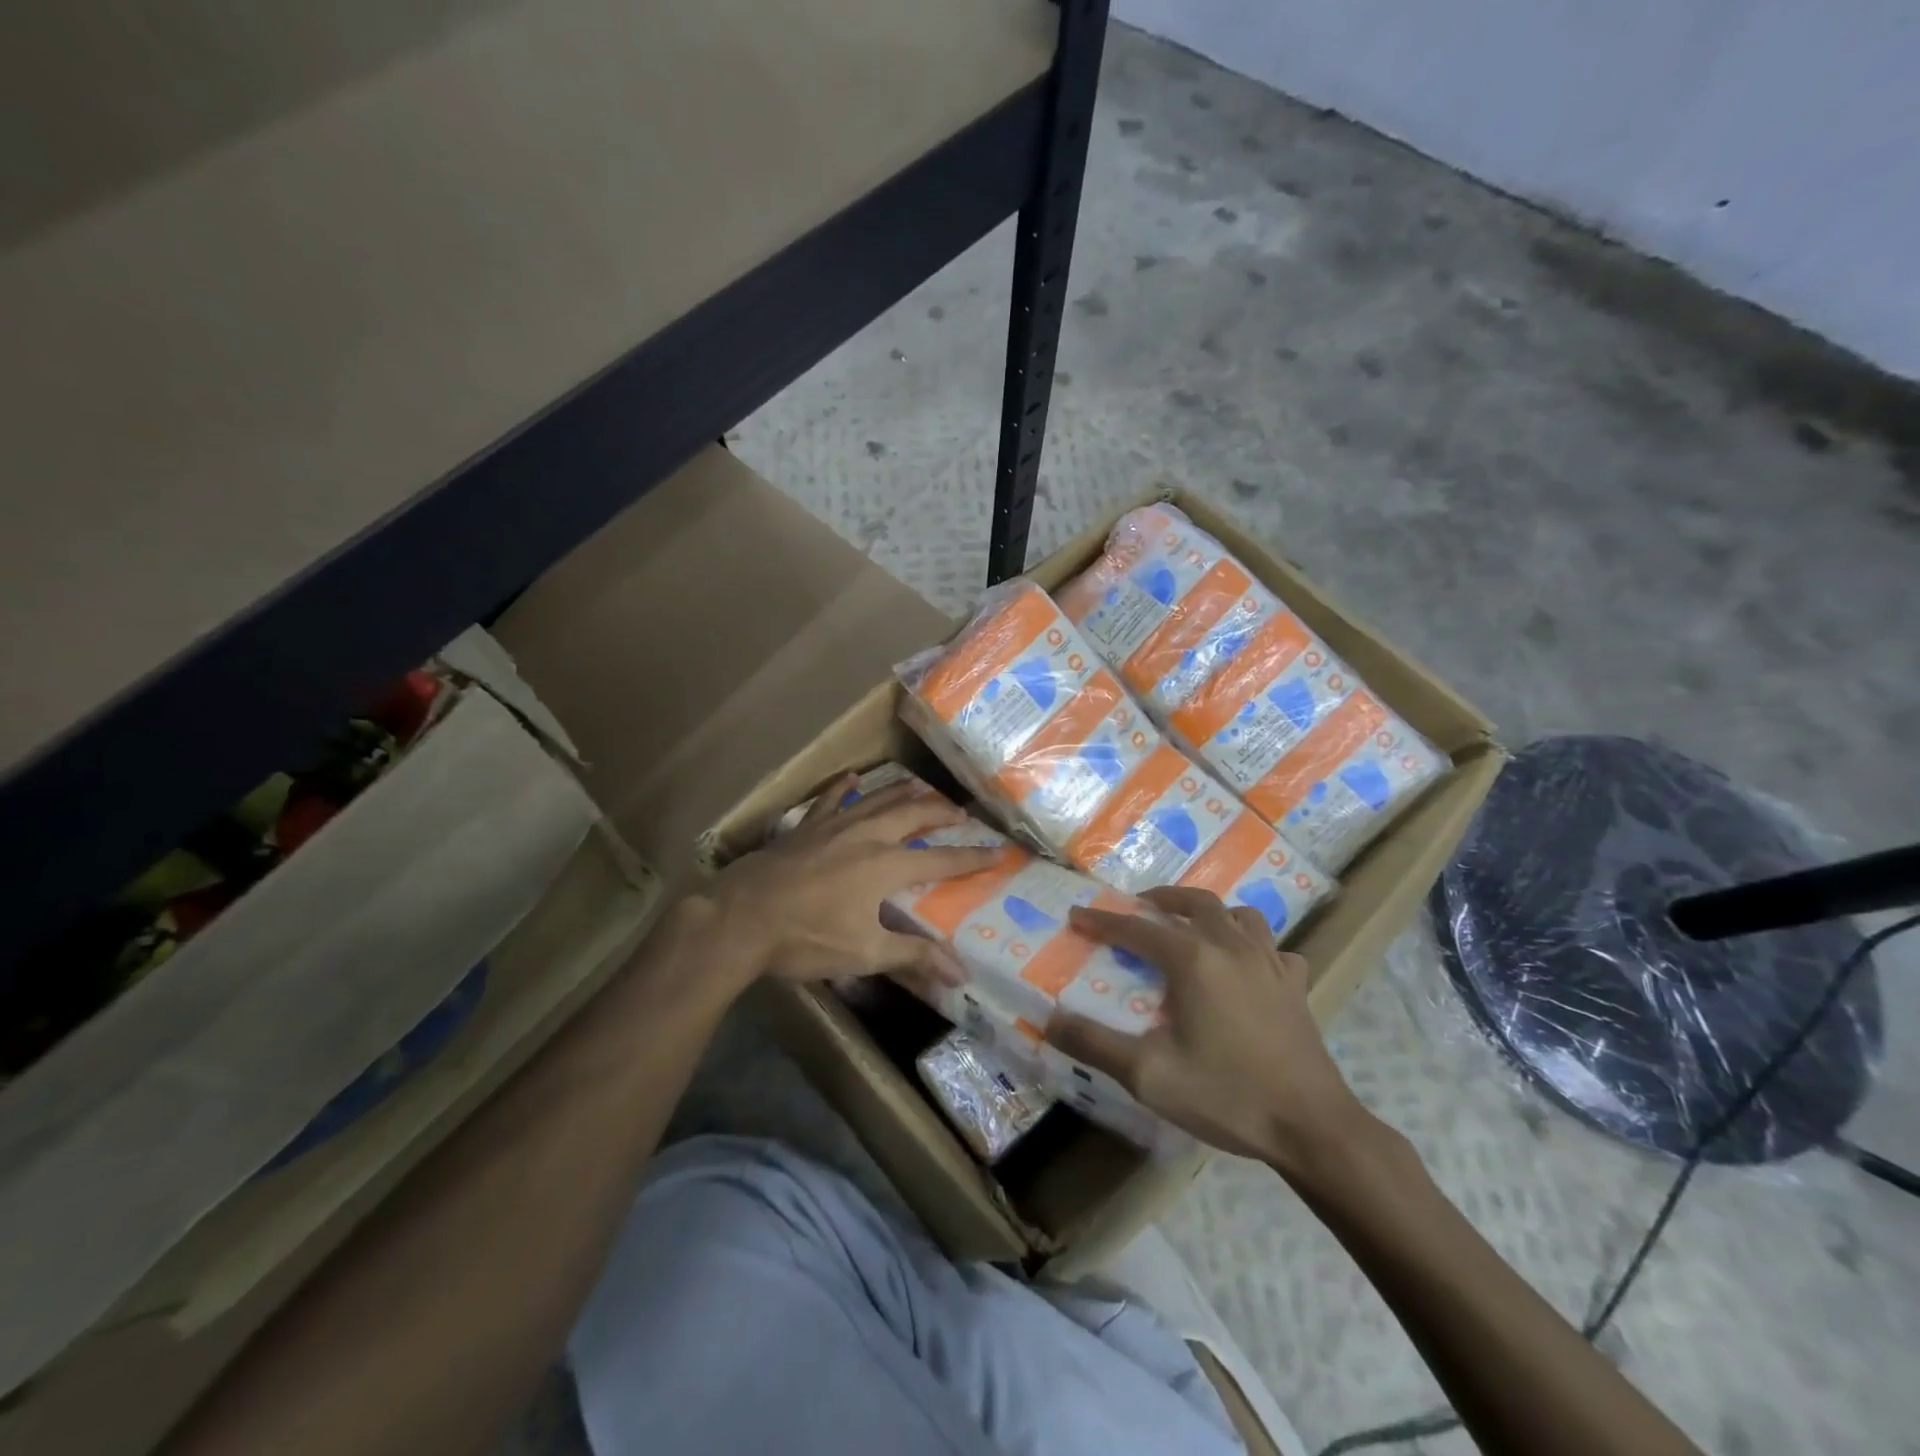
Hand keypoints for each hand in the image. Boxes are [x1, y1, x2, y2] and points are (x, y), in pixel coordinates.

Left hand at [702, 774, 1000, 987]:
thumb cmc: (805, 938)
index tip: (999, 851)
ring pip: (877, 799)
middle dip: (941, 811)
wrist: (739, 919)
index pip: (941, 859)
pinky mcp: (804, 827)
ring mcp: (833, 826)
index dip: (972, 857)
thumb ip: (914, 957)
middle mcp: (867, 836)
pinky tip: (850, 777)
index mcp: (886, 865)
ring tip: (921, 788)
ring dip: (903, 792)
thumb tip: (960, 973)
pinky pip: (829, 799)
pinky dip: (843, 787)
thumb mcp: (864, 953)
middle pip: (913, 814)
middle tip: (961, 811)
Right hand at [1049, 886, 1376, 1173]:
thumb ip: (1094, 1043)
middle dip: (1160, 899)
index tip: (1077, 916)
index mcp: (1193, 959)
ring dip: (1210, 912)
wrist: (1312, 1127)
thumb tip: (1049, 1020)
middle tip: (1137, 907)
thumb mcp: (1149, 1075)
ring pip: (1239, 915)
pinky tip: (1249, 966)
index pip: (1137, 928)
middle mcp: (1231, 947)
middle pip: (1194, 902)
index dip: (1102, 921)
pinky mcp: (1296, 985)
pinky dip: (1255, 945)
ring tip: (1193, 926)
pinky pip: (1274, 948)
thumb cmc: (1227, 1095)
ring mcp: (1270, 962)